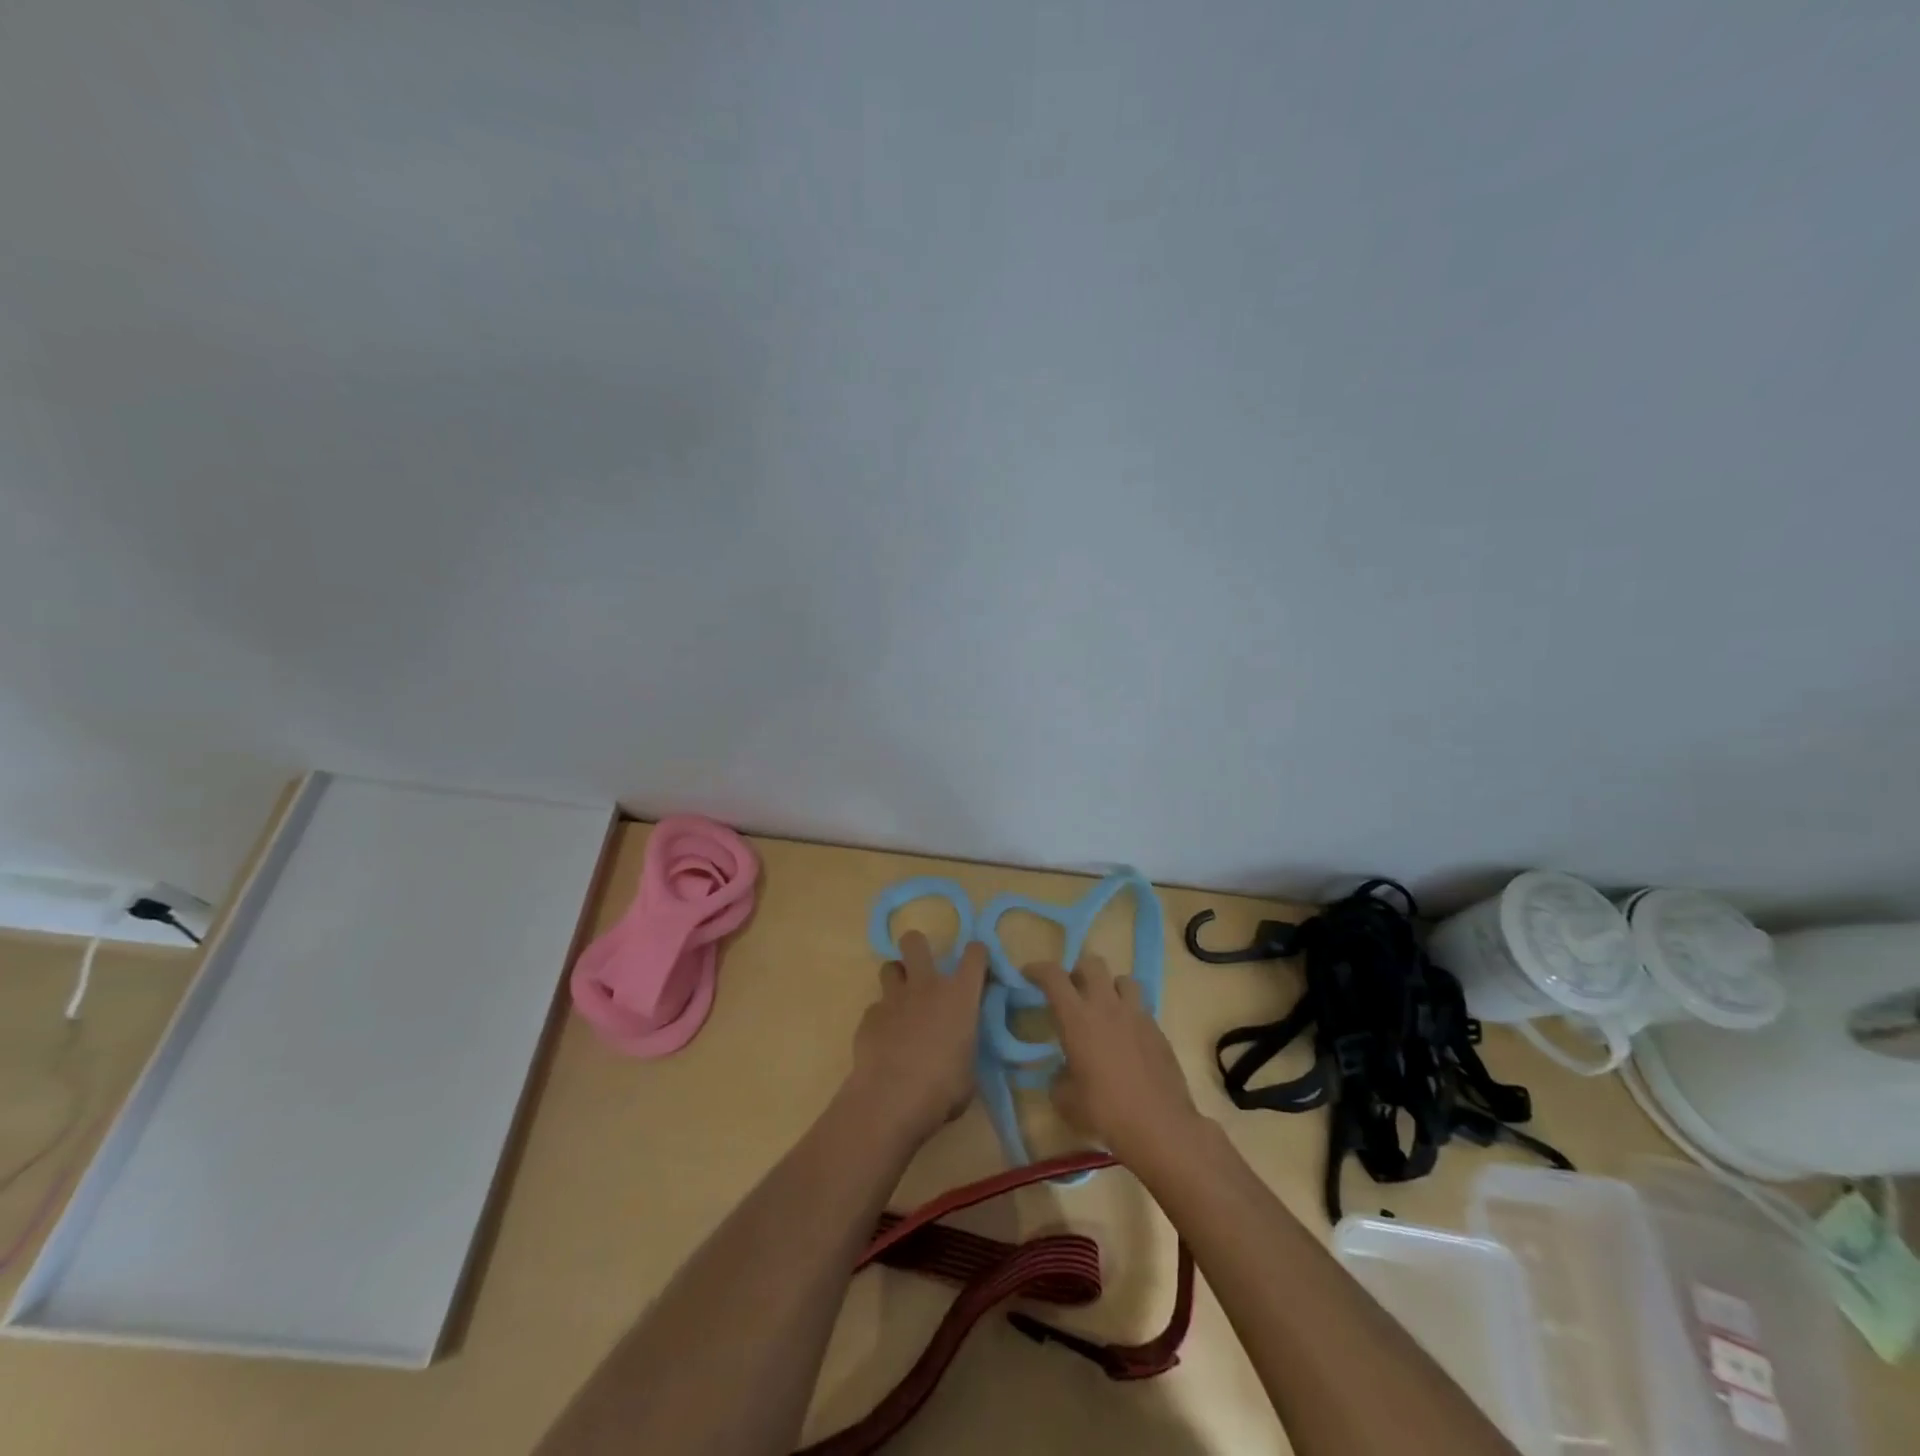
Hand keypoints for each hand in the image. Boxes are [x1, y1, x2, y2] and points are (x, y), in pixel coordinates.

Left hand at [846, 931, 986, 1144]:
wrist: (891, 1100)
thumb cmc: (943, 1089)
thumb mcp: (969, 1070)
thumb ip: (964, 1047)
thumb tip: (958, 1048)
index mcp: (959, 996)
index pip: (975, 954)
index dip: (976, 955)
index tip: (976, 967)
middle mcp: (926, 986)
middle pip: (915, 942)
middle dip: (917, 948)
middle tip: (923, 970)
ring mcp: (893, 998)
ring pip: (889, 967)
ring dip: (896, 980)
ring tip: (901, 1003)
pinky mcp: (868, 1017)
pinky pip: (876, 1008)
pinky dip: (881, 1019)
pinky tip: (884, 1041)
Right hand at [1026, 955, 1204, 1166]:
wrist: (1160, 1127)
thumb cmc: (1105, 1112)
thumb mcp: (1066, 1101)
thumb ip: (1059, 1078)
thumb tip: (1064, 1072)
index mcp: (1077, 1018)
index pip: (1053, 976)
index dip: (1037, 969)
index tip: (1028, 974)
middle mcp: (1107, 1007)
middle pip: (1092, 964)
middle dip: (1077, 972)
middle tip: (1071, 992)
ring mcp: (1136, 1015)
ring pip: (1123, 980)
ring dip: (1109, 987)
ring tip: (1104, 1008)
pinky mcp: (1158, 1030)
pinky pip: (1141, 1008)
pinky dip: (1129, 1014)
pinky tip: (1126, 1038)